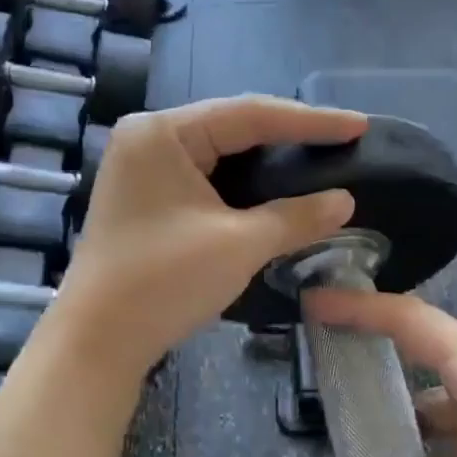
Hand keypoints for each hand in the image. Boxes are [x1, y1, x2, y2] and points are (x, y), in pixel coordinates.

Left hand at [58, 96, 368, 374]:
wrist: (97, 342)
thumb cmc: (164, 283)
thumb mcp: (239, 245)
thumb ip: (296, 216)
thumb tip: (345, 201)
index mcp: (163, 133)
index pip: (250, 114)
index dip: (310, 121)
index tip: (359, 125)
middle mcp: (147, 138)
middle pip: (231, 128)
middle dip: (288, 137)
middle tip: (341, 140)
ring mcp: (141, 168)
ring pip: (218, 154)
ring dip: (265, 162)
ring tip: (316, 159)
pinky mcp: (144, 198)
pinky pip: (203, 178)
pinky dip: (240, 185)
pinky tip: (272, 190)